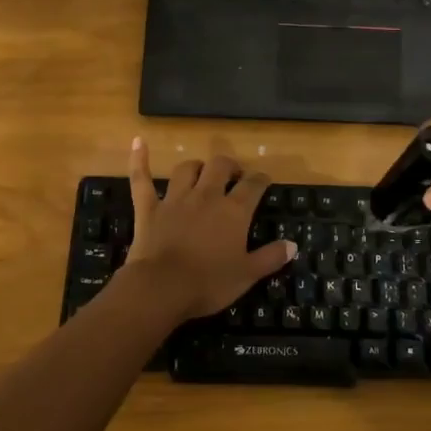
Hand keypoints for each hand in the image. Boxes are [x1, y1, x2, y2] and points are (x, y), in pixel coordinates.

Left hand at [122, 139, 297, 320]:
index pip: (253, 185)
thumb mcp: (247, 275)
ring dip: (196, 166)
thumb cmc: (209, 283)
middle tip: (234, 175)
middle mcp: (206, 196)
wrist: (162, 288)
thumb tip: (292, 244)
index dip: (261, 180)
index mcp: (233, 211)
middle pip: (220, 167)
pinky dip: (139, 160)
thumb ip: (270, 257)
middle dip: (230, 166)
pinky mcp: (149, 208)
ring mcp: (175, 199)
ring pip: (187, 169)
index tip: (264, 181)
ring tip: (202, 172)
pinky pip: (142, 179)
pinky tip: (138, 142)